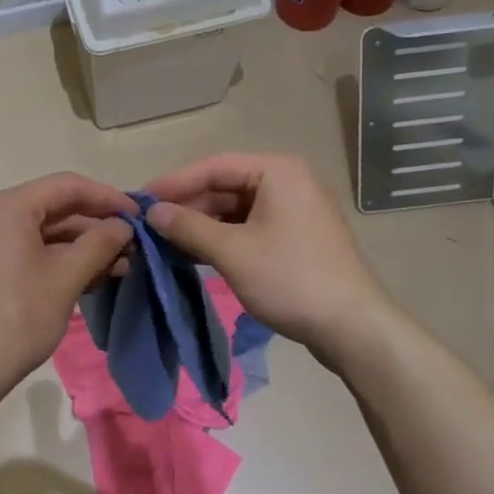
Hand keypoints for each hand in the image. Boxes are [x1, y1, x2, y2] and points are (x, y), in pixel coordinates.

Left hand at [0, 173, 136, 403]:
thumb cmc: (17, 319)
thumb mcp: (66, 278)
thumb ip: (99, 243)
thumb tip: (124, 225)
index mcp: (6, 206)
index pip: (66, 186)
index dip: (107, 197)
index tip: (139, 214)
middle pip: (51, 207)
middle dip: (94, 225)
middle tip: (132, 243)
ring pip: (39, 231)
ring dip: (78, 245)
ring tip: (119, 264)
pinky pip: (23, 249)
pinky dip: (54, 258)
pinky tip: (87, 275)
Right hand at [141, 153, 404, 361]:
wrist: (353, 328)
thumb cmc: (291, 279)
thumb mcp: (233, 252)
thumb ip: (188, 227)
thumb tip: (152, 212)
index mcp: (277, 172)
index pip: (214, 166)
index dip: (174, 182)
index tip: (140, 198)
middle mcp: (288, 182)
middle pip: (225, 186)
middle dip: (187, 206)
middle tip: (149, 224)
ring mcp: (294, 211)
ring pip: (235, 209)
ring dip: (201, 224)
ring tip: (164, 241)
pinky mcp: (295, 237)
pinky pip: (249, 227)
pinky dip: (222, 238)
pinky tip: (194, 254)